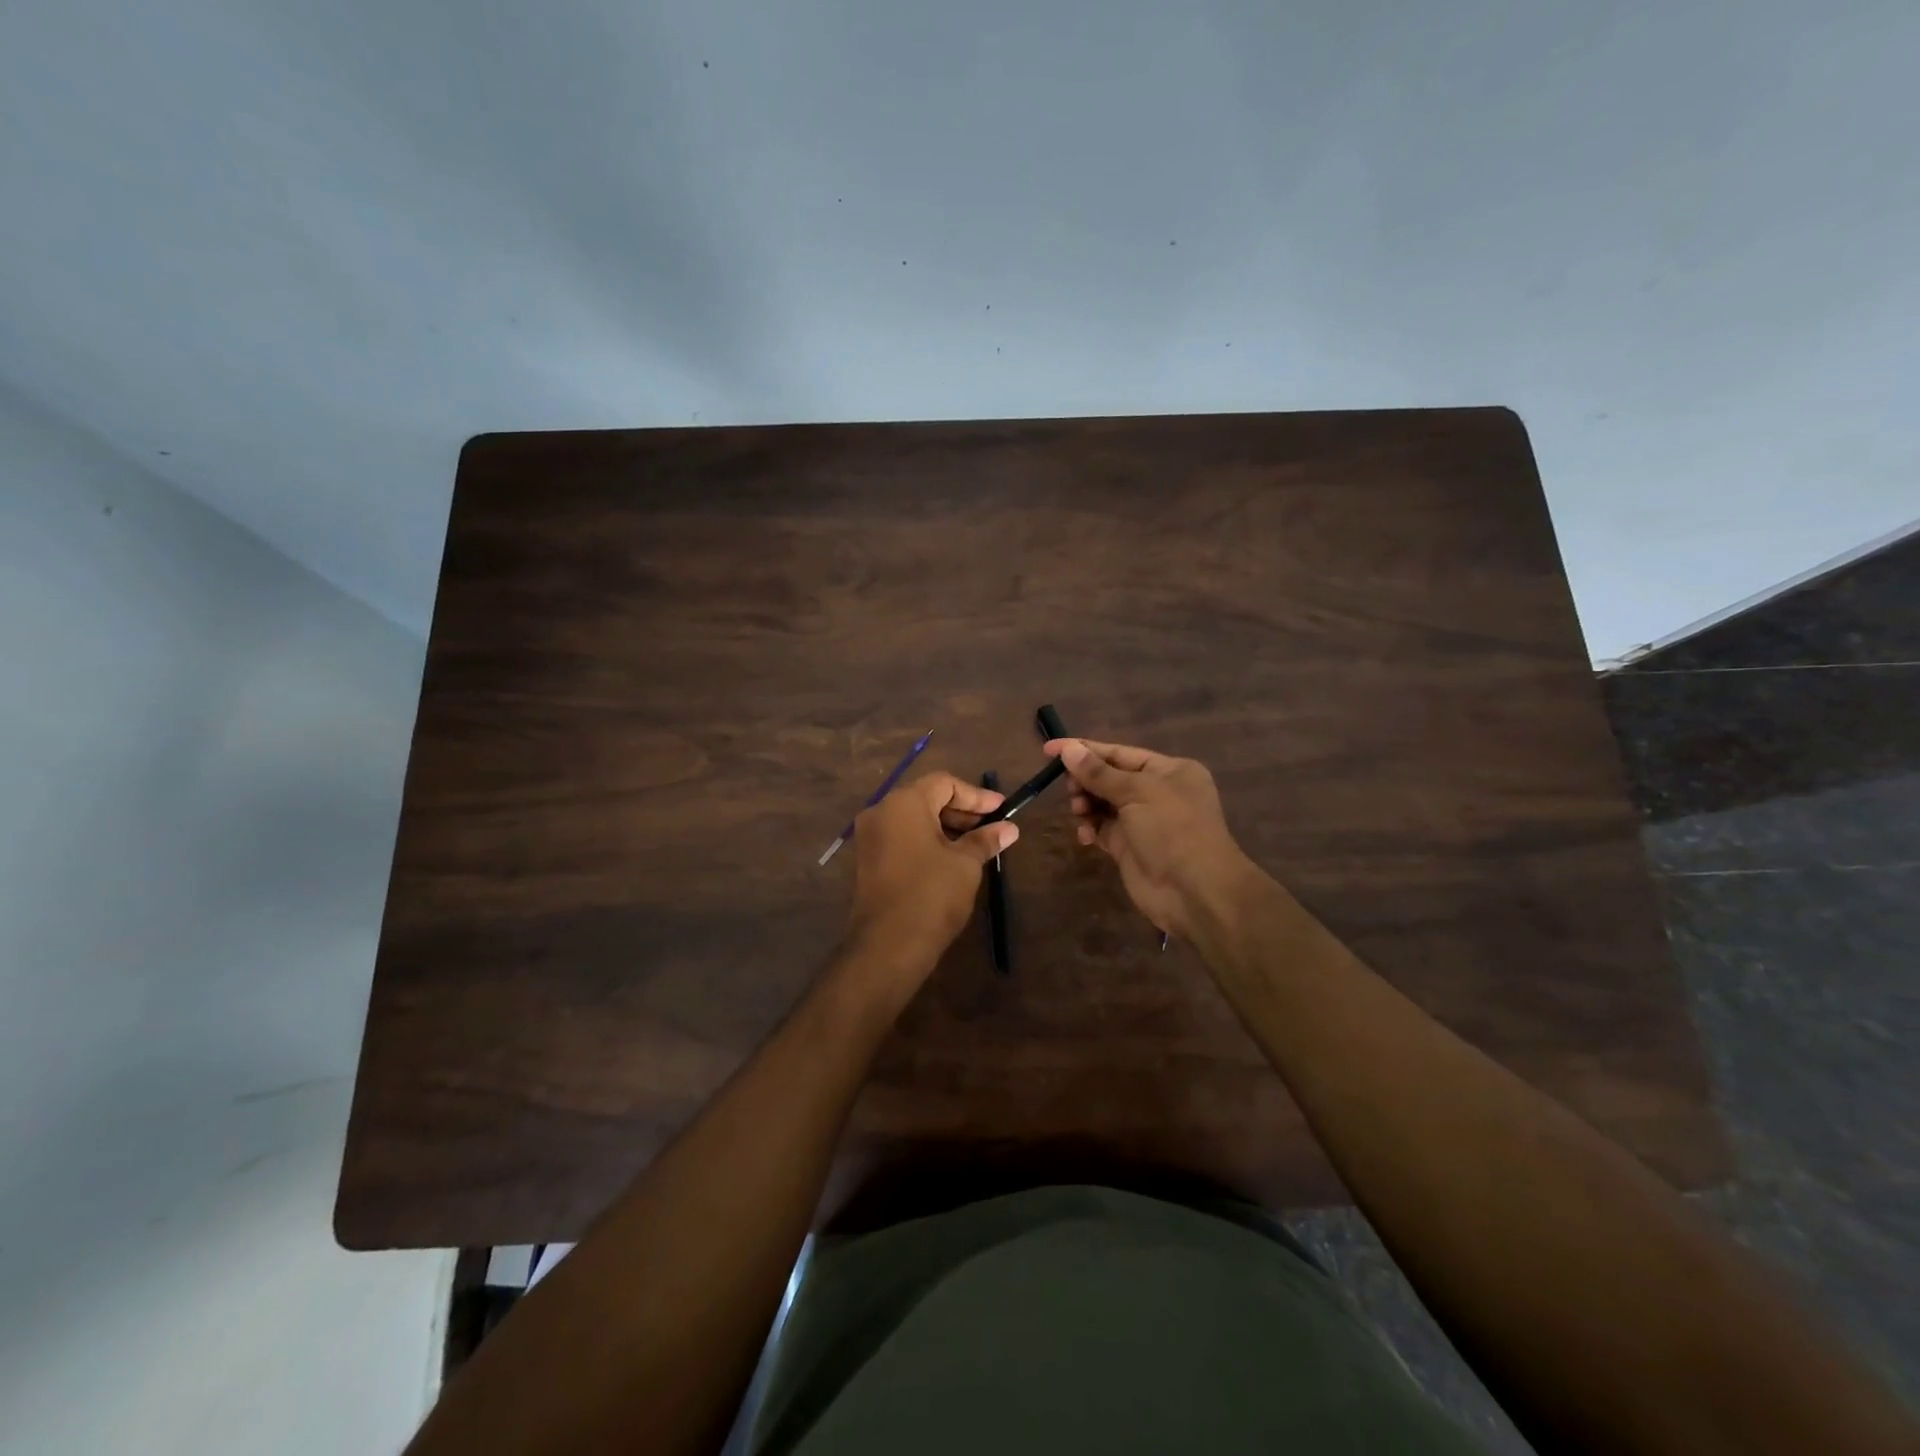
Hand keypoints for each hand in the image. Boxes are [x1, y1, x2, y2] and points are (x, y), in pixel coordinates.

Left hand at [844, 771, 1017, 987]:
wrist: (888, 946)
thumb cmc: (931, 894)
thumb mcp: (965, 863)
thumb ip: (985, 839)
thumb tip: (1009, 828)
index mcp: (903, 802)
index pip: (944, 783)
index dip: (976, 795)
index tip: (1002, 809)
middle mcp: (881, 812)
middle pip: (927, 798)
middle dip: (962, 811)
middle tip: (993, 826)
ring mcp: (871, 837)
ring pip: (914, 819)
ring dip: (946, 827)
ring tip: (978, 843)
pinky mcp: (869, 860)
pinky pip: (903, 838)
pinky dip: (928, 841)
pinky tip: (953, 858)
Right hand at [1048, 738, 1252, 939]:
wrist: (1194, 892)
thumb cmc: (1173, 830)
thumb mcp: (1138, 793)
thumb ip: (1099, 773)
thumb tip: (1068, 750)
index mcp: (1168, 770)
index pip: (1119, 753)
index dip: (1084, 750)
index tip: (1049, 749)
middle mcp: (1156, 792)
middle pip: (1108, 777)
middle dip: (1085, 780)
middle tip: (1070, 789)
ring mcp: (1142, 821)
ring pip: (1102, 803)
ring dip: (1085, 804)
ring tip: (1079, 811)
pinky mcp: (1129, 846)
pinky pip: (1101, 828)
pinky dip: (1090, 828)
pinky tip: (1085, 834)